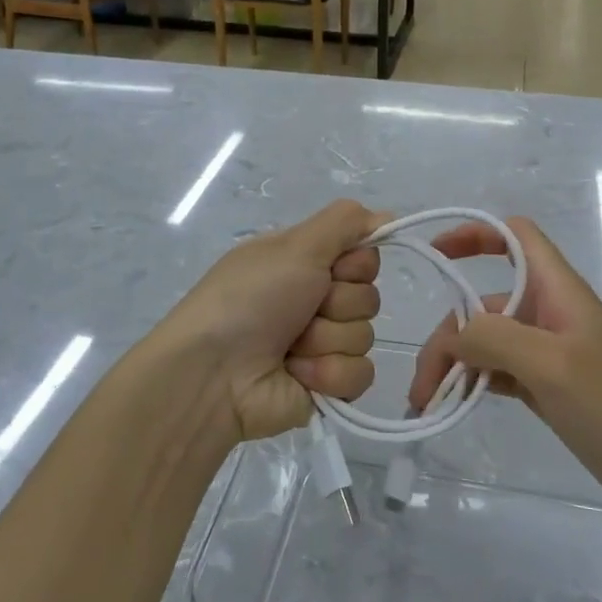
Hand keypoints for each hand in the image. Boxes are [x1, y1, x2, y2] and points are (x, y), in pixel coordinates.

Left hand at [161, 199, 384, 442]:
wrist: (213, 373)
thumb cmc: (250, 299)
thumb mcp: (295, 246)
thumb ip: (345, 222)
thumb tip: (387, 215)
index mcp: (304, 264)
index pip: (365, 257)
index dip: (355, 265)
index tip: (331, 270)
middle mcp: (316, 301)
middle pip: (368, 297)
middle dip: (337, 304)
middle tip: (301, 311)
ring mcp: (322, 345)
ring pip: (365, 336)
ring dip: (326, 341)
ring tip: (289, 348)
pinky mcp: (328, 386)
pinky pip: (360, 374)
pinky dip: (328, 374)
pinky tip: (297, 374)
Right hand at [406, 216, 601, 507]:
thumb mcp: (552, 364)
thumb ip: (495, 338)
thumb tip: (454, 336)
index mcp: (556, 290)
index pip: (514, 236)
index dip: (474, 233)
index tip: (436, 254)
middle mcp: (547, 312)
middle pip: (483, 303)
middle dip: (448, 334)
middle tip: (423, 385)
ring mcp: (544, 351)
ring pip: (484, 341)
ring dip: (453, 365)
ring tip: (428, 404)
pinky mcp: (544, 384)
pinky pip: (495, 371)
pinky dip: (471, 382)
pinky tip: (451, 406)